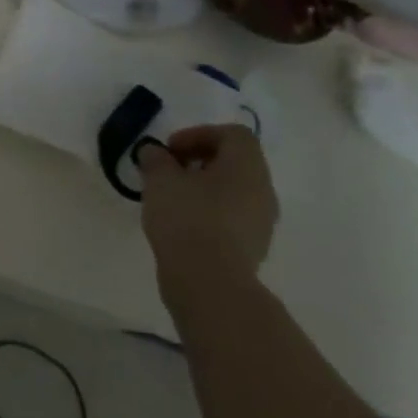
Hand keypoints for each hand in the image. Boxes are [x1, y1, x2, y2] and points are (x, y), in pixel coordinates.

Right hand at [138, 125, 278, 308]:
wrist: (209, 283)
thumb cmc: (187, 218)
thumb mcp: (160, 179)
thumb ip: (155, 158)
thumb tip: (154, 152)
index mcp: (247, 167)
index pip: (233, 135)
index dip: (199, 134)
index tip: (170, 149)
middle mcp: (263, 190)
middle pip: (235, 162)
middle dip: (199, 160)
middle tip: (168, 171)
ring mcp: (262, 222)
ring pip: (234, 191)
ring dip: (204, 188)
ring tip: (171, 199)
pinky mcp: (253, 248)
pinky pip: (232, 218)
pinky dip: (209, 212)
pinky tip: (182, 225)